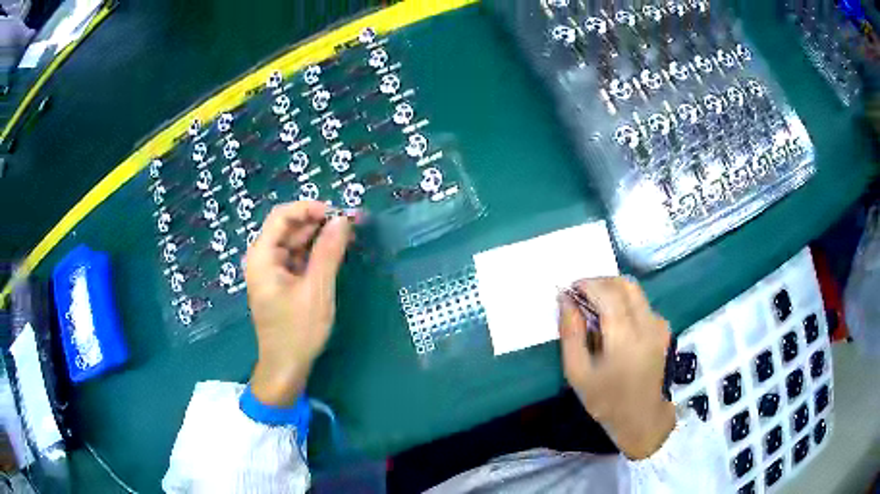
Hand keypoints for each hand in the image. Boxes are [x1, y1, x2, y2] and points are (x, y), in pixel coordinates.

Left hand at [244, 201, 351, 406]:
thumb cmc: (298, 331)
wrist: (285, 367)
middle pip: (287, 227)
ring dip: (317, 236)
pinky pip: (296, 258)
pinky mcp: (280, 282)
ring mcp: (270, 271)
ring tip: (346, 235)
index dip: (309, 208)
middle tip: (348, 224)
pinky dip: (314, 253)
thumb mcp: (317, 290)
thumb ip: (328, 252)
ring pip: (293, 242)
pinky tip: (333, 253)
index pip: (281, 216)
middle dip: (316, 222)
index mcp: (262, 257)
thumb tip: (342, 219)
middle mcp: (262, 259)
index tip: (337, 214)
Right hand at [558, 277, 674, 459]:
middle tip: (580, 295)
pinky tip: (613, 321)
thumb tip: (565, 300)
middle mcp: (647, 323)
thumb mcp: (578, 372)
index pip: (608, 292)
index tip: (569, 290)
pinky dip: (624, 301)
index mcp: (626, 337)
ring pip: (635, 290)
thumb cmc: (606, 399)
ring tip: (594, 307)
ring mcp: (658, 324)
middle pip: (624, 284)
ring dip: (612, 290)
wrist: (642, 417)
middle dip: (599, 282)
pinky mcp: (663, 328)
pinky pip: (641, 303)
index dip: (586, 284)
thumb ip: (570, 334)